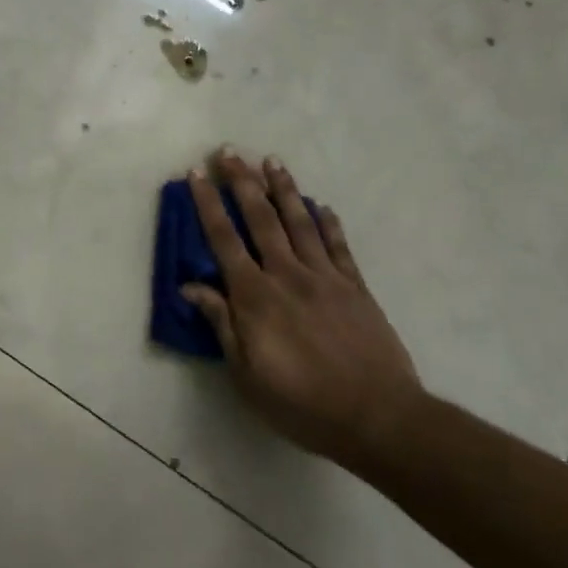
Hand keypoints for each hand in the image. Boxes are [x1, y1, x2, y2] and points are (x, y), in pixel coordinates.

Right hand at [182, 149, 423, 469]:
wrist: (377, 416)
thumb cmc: (301, 402)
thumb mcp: (246, 373)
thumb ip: (221, 324)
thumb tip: (190, 286)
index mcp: (255, 296)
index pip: (223, 239)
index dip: (207, 203)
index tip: (197, 173)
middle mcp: (287, 274)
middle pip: (261, 218)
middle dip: (242, 181)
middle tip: (230, 150)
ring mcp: (325, 276)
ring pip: (300, 221)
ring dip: (284, 188)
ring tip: (272, 161)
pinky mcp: (355, 287)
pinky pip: (339, 246)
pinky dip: (328, 222)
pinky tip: (321, 205)